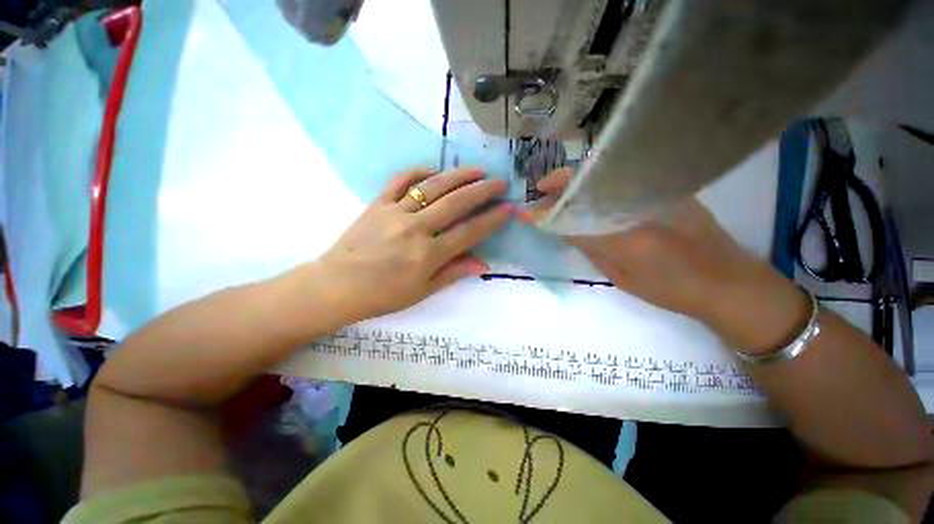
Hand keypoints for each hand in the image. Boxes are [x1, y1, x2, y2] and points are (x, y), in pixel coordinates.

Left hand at [316, 167, 510, 321]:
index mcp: (428, 254)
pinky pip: (401, 181)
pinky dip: (419, 172)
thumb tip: (483, 264)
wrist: (337, 286)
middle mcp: (415, 228)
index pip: (469, 232)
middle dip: (482, 191)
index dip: (492, 220)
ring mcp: (395, 212)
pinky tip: (433, 171)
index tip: (509, 208)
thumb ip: (453, 273)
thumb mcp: (422, 291)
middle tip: (500, 181)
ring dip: (458, 176)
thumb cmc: (383, 295)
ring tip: (477, 170)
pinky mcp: (377, 203)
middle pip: (455, 203)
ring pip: (432, 187)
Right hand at [522, 168, 808, 351]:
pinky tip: (591, 191)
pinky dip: (599, 182)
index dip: (547, 212)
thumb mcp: (621, 277)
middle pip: (589, 184)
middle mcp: (641, 207)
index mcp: (627, 238)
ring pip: (606, 176)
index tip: (526, 210)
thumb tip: (562, 228)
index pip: (574, 218)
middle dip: (559, 183)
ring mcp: (658, 192)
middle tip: (542, 192)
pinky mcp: (670, 188)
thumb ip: (590, 248)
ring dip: (576, 181)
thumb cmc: (672, 290)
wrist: (728, 282)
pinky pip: (624, 179)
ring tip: (560, 192)